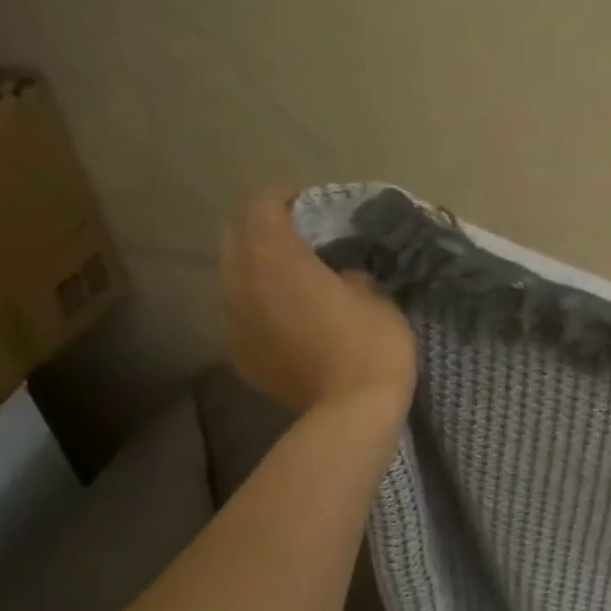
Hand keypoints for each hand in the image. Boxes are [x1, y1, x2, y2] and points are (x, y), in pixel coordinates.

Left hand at [221, 192, 415, 417]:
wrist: (352, 411)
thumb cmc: (371, 344)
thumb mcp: (377, 296)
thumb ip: (348, 274)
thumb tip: (339, 274)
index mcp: (276, 257)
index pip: (262, 206)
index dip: (285, 200)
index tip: (311, 207)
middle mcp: (242, 281)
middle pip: (236, 237)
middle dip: (262, 232)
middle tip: (298, 241)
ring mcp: (234, 321)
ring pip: (234, 279)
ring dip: (258, 272)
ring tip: (292, 282)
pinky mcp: (239, 354)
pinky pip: (242, 317)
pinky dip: (260, 310)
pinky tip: (288, 324)